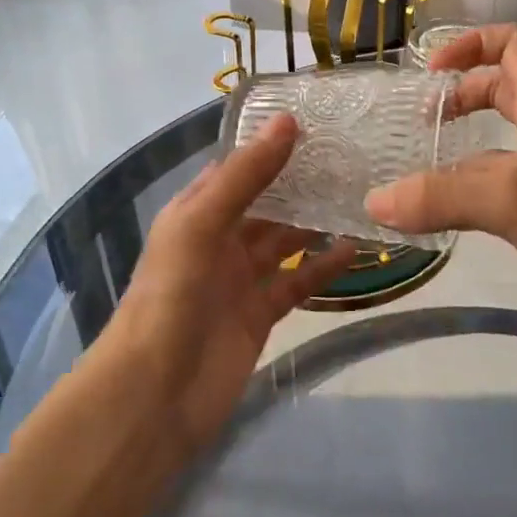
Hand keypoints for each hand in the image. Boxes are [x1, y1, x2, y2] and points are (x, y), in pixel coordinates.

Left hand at [104, 114, 355, 449]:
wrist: (155, 395)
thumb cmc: (171, 296)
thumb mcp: (202, 224)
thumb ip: (246, 176)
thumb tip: (287, 121)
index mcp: (196, 211)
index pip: (238, 167)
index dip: (272, 145)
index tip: (318, 123)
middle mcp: (218, 239)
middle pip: (266, 203)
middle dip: (301, 183)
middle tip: (352, 158)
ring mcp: (240, 279)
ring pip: (284, 241)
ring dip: (316, 223)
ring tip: (361, 198)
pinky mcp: (260, 314)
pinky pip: (297, 282)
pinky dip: (323, 268)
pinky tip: (355, 251)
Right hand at [364, 25, 516, 340]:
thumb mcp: (514, 199)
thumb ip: (442, 197)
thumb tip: (375, 201)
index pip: (513, 44)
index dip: (470, 45)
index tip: (431, 73)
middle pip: (505, 88)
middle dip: (462, 95)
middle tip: (423, 123)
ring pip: (505, 140)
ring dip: (466, 146)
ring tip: (425, 170)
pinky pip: (509, 183)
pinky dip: (478, 187)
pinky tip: (455, 213)